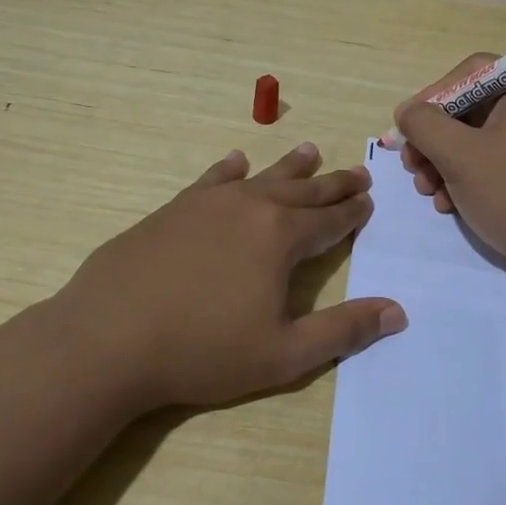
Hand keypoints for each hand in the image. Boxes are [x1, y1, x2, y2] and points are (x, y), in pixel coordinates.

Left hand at [53, 143, 406, 411]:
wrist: (109, 338)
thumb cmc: (202, 350)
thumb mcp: (284, 354)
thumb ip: (343, 331)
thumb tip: (397, 311)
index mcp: (280, 237)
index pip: (329, 219)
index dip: (352, 212)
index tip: (369, 200)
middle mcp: (249, 207)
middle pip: (302, 190)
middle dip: (332, 184)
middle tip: (357, 173)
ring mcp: (206, 203)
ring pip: (260, 177)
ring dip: (289, 166)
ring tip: (310, 150)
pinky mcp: (172, 209)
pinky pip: (211, 180)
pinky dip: (229, 170)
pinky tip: (235, 163)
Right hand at [394, 55, 505, 287]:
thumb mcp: (460, 155)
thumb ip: (424, 125)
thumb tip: (408, 113)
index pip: (469, 74)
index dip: (431, 97)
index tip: (406, 128)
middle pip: (470, 110)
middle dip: (433, 140)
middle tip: (411, 167)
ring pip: (477, 143)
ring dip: (443, 165)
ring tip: (427, 192)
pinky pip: (494, 167)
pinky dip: (466, 182)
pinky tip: (449, 206)